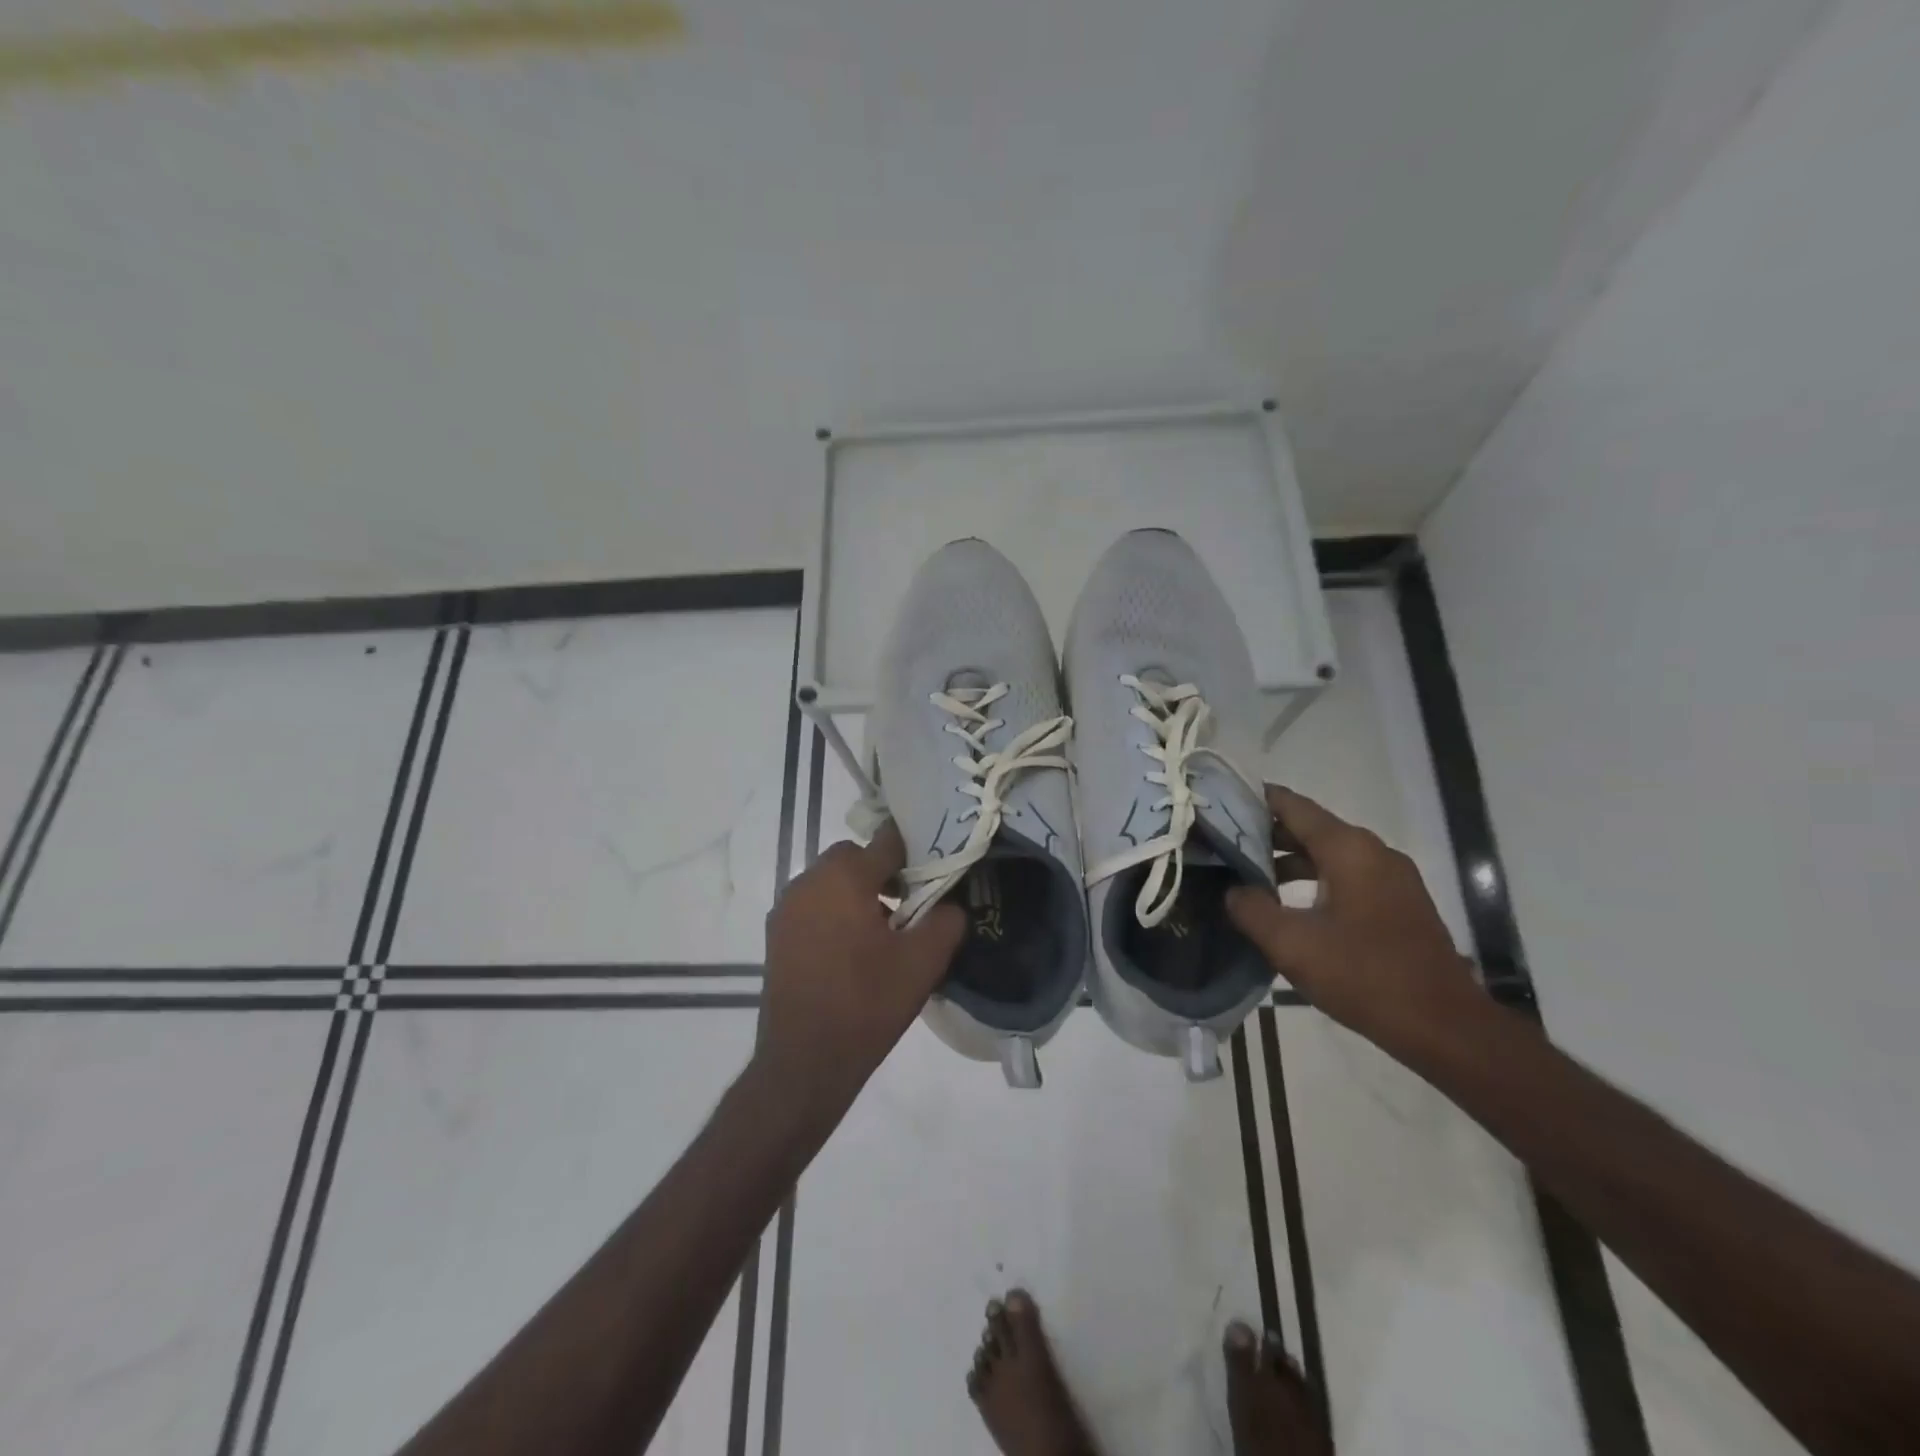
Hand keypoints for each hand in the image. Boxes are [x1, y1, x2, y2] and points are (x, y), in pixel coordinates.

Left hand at [756, 821, 965, 1127]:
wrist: (804, 1061)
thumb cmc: (867, 1003)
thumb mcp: (924, 962)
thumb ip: (946, 919)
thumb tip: (950, 902)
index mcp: (844, 877)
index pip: (888, 841)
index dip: (916, 852)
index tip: (935, 872)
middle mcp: (808, 880)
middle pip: (855, 857)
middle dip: (883, 872)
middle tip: (909, 906)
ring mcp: (786, 907)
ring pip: (831, 880)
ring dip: (857, 892)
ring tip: (882, 931)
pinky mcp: (776, 933)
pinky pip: (813, 904)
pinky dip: (834, 911)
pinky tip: (851, 949)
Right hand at [1226, 785, 1484, 1053]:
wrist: (1444, 1026)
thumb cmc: (1363, 975)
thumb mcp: (1292, 944)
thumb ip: (1251, 909)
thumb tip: (1233, 890)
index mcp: (1348, 849)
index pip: (1293, 806)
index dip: (1255, 800)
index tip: (1220, 803)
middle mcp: (1373, 851)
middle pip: (1311, 828)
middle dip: (1267, 833)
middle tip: (1223, 842)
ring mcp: (1393, 877)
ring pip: (1330, 854)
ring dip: (1290, 860)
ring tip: (1249, 875)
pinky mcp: (1401, 902)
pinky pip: (1349, 875)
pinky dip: (1316, 878)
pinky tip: (1291, 903)